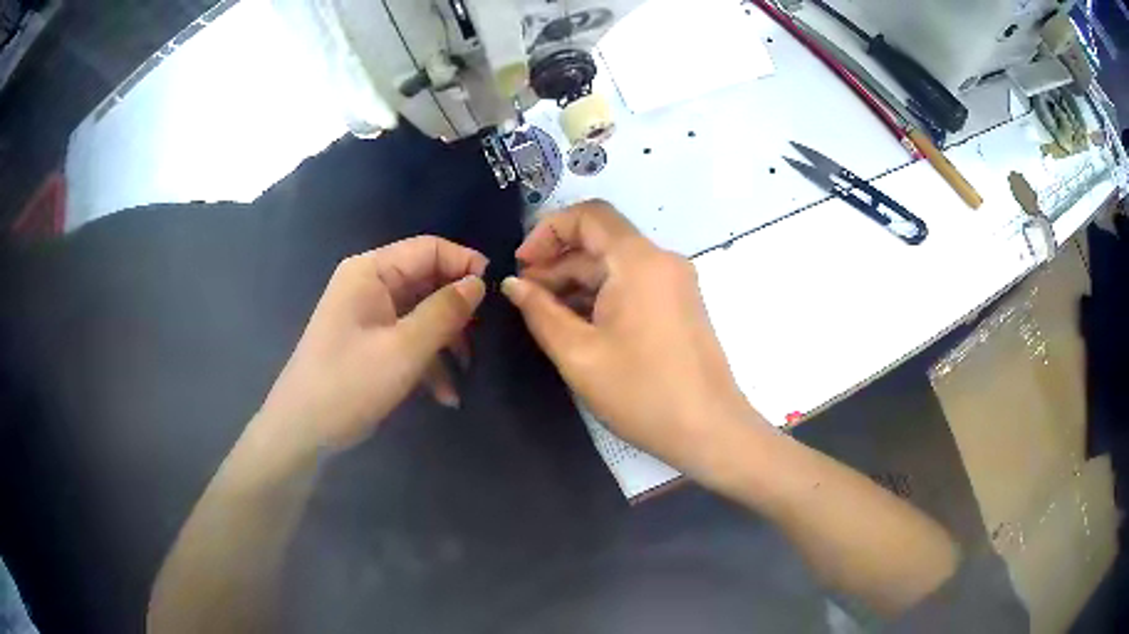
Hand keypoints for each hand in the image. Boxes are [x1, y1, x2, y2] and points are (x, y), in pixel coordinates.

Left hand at [258, 237, 486, 452]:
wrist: (303, 431)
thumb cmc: (349, 384)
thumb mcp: (404, 349)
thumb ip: (444, 312)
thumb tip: (479, 283)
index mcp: (371, 271)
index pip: (428, 248)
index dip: (464, 264)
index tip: (496, 293)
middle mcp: (369, 284)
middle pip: (427, 281)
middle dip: (457, 310)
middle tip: (483, 339)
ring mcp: (369, 315)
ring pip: (421, 313)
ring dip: (446, 341)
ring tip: (466, 372)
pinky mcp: (370, 342)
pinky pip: (408, 338)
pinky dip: (428, 361)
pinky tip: (445, 394)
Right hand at [502, 201, 766, 475]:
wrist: (709, 430)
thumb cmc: (642, 393)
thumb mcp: (579, 354)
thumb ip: (540, 311)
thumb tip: (513, 283)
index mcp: (639, 261)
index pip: (589, 215)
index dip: (547, 230)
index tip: (522, 265)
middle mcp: (661, 261)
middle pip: (601, 241)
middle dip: (557, 263)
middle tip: (524, 298)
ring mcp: (674, 283)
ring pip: (615, 265)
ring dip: (576, 282)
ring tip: (543, 315)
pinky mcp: (679, 305)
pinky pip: (632, 285)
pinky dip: (601, 296)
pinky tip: (576, 324)